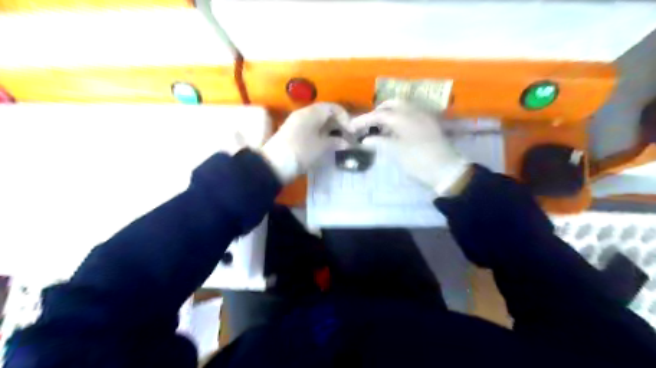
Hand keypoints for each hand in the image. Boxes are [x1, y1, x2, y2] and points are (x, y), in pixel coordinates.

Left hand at [260, 101, 347, 181]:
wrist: (275, 165)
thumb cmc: (301, 152)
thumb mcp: (322, 147)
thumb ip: (336, 142)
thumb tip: (346, 142)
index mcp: (311, 112)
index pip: (332, 107)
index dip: (345, 117)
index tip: (351, 131)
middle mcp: (303, 114)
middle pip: (325, 114)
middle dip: (339, 124)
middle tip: (348, 137)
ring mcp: (297, 124)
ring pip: (318, 123)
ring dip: (330, 131)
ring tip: (339, 143)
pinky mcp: (293, 135)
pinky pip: (312, 130)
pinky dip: (322, 135)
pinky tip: (326, 145)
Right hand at [351, 99, 469, 196]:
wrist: (446, 170)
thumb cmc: (418, 161)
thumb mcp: (396, 152)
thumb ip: (379, 143)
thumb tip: (365, 140)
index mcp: (404, 117)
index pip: (379, 114)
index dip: (364, 119)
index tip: (352, 127)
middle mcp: (415, 111)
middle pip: (393, 104)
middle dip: (378, 111)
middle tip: (368, 124)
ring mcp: (424, 117)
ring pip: (404, 108)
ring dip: (390, 113)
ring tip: (380, 127)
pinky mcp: (430, 124)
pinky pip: (412, 114)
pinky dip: (400, 118)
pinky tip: (396, 130)